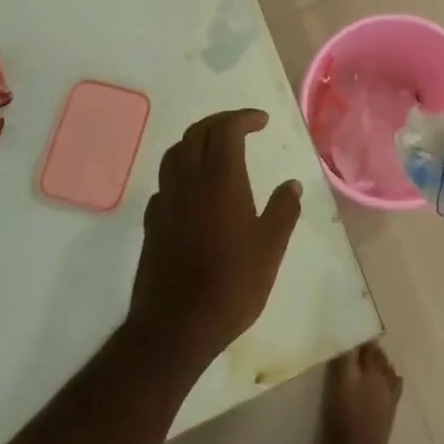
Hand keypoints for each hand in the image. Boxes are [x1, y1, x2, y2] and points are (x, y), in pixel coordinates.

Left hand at [130, 109, 302, 361]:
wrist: (174, 326)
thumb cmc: (230, 283)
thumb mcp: (270, 248)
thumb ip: (283, 211)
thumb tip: (292, 184)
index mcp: (220, 178)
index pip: (226, 128)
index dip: (243, 118)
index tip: (262, 121)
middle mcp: (188, 180)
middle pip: (197, 133)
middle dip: (220, 123)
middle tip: (242, 128)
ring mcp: (165, 200)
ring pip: (176, 153)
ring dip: (197, 142)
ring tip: (217, 152)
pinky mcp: (151, 222)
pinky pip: (165, 182)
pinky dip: (182, 172)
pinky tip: (194, 191)